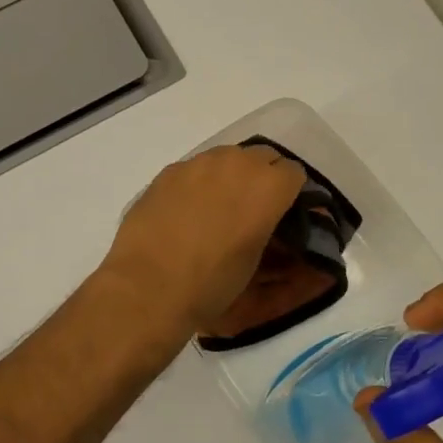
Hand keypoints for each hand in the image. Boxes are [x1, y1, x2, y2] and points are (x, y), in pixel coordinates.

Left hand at [96, 144, 307, 346]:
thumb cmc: (211, 283)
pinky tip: (186, 211)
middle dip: (263, 177)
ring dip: (230, 175)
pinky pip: (195, 169)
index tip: (283, 211)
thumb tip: (263, 222)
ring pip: (226, 157)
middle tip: (253, 207)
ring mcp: (199, 163)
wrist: (149, 286)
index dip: (290, 193)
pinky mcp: (169, 171)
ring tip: (218, 207)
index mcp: (267, 186)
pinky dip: (199, 183)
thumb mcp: (254, 261)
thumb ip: (266, 228)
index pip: (293, 173)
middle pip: (262, 156)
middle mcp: (236, 163)